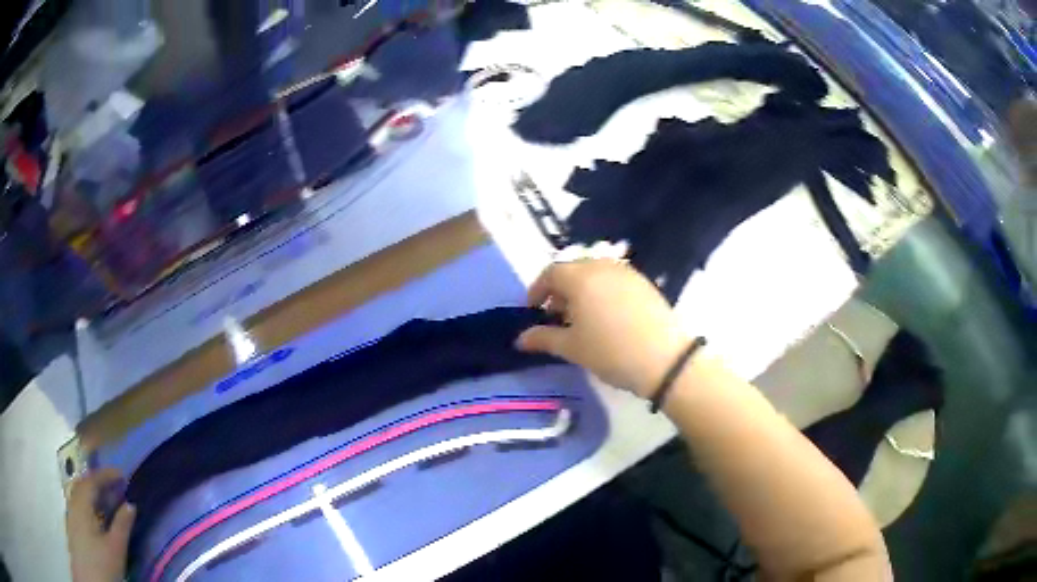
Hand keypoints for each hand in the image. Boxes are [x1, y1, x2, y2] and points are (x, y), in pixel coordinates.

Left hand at [66, 469, 134, 581]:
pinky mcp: (73, 524)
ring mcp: (71, 513)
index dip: (105, 475)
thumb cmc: (102, 563)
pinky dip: (89, 501)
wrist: (88, 577)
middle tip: (115, 484)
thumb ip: (122, 525)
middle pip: (83, 484)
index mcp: (82, 504)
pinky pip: (79, 504)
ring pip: (80, 494)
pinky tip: (96, 513)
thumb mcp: (115, 548)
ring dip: (93, 491)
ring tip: (107, 497)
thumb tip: (130, 505)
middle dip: (98, 481)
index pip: (92, 481)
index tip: (121, 474)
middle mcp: (73, 503)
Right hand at [516, 259, 688, 396]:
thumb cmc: (610, 352)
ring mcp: (627, 273)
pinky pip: (614, 280)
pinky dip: (602, 292)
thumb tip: (519, 339)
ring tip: (582, 319)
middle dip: (560, 290)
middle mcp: (603, 266)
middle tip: (556, 317)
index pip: (551, 273)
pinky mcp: (644, 283)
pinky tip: (607, 317)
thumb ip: (543, 338)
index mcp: (580, 277)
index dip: (537, 290)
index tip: (533, 311)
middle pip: (573, 270)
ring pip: (595, 274)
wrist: (665, 360)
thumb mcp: (572, 348)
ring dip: (581, 291)